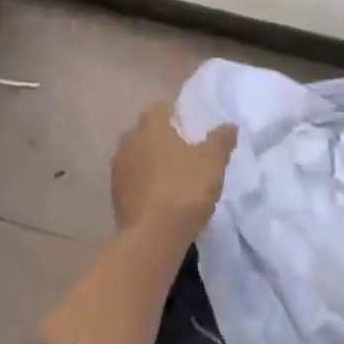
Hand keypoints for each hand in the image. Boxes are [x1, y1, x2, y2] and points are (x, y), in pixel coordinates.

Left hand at [111, 102, 235, 240]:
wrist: (153, 234)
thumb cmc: (185, 189)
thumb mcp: (212, 162)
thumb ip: (221, 140)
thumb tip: (229, 125)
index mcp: (151, 127)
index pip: (158, 109)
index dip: (172, 115)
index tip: (186, 126)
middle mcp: (129, 141)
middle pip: (143, 132)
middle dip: (158, 138)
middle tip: (180, 151)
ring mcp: (118, 168)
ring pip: (134, 156)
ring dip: (147, 161)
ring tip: (168, 175)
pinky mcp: (114, 194)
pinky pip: (130, 180)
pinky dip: (141, 183)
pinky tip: (156, 196)